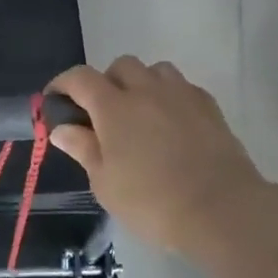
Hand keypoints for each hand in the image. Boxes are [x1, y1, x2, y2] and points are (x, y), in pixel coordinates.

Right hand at [48, 57, 268, 257]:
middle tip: (102, 113)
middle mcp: (146, 91)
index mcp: (113, 107)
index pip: (80, 78)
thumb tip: (62, 128)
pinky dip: (170, 96)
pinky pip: (183, 87)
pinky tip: (171, 123)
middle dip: (106, 81)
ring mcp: (182, 95)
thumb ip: (83, 149)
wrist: (223, 211)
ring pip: (155, 70)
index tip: (54, 100)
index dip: (62, 84)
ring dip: (141, 83)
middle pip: (120, 65)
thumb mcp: (105, 183)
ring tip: (140, 113)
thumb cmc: (152, 202)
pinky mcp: (210, 108)